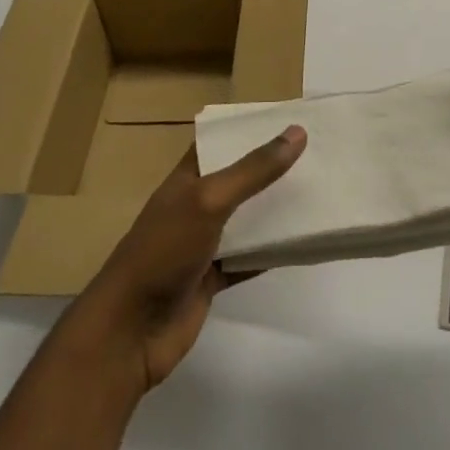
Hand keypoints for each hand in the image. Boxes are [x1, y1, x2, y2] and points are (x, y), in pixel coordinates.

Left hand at [70, 127, 305, 390]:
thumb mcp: (209, 200)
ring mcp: (204, 242)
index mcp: (187, 177)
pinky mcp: (213, 277)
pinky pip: (249, 257)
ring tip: (318, 190)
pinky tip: (302, 242)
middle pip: (239, 178)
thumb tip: (297, 133)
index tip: (289, 118)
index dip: (249, 129)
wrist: (131, 331)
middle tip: (317, 152)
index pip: (220, 141)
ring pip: (247, 218)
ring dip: (275, 209)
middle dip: (271, 167)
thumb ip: (253, 170)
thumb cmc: (164, 251)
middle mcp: (196, 204)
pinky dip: (272, 251)